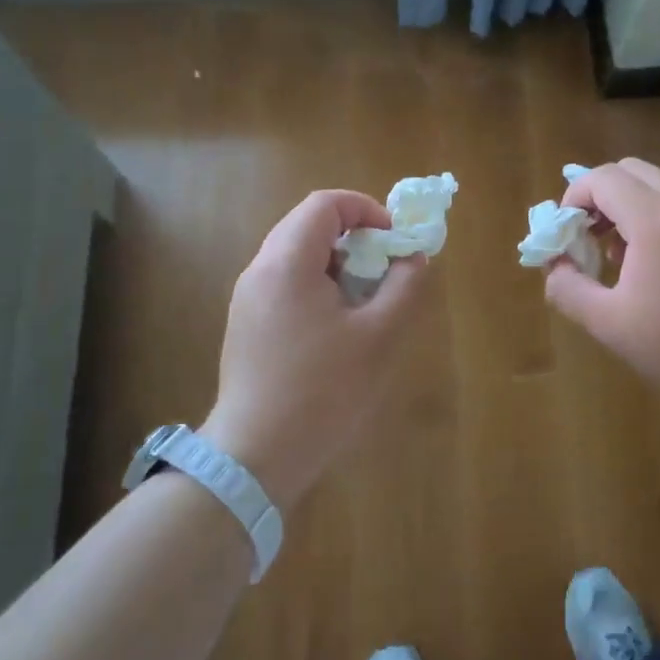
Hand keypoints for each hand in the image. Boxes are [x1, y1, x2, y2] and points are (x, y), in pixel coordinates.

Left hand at [201, 190, 429, 512]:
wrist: (257, 454)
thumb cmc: (323, 392)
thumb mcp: (378, 337)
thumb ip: (403, 287)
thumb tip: (412, 258)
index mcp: (287, 263)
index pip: (325, 204)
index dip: (365, 209)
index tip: (393, 240)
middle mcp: (260, 270)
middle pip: (308, 225)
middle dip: (354, 236)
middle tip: (385, 269)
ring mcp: (248, 298)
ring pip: (296, 255)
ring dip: (336, 263)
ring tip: (365, 300)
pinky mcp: (246, 324)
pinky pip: (285, 283)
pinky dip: (317, 285)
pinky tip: (337, 326)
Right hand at [543, 159, 659, 426]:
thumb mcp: (611, 324)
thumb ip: (569, 290)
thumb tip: (555, 268)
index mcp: (655, 219)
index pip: (602, 178)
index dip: (573, 198)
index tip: (566, 235)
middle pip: (631, 171)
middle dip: (600, 196)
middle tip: (589, 238)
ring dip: (630, 208)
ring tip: (622, 259)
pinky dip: (659, 221)